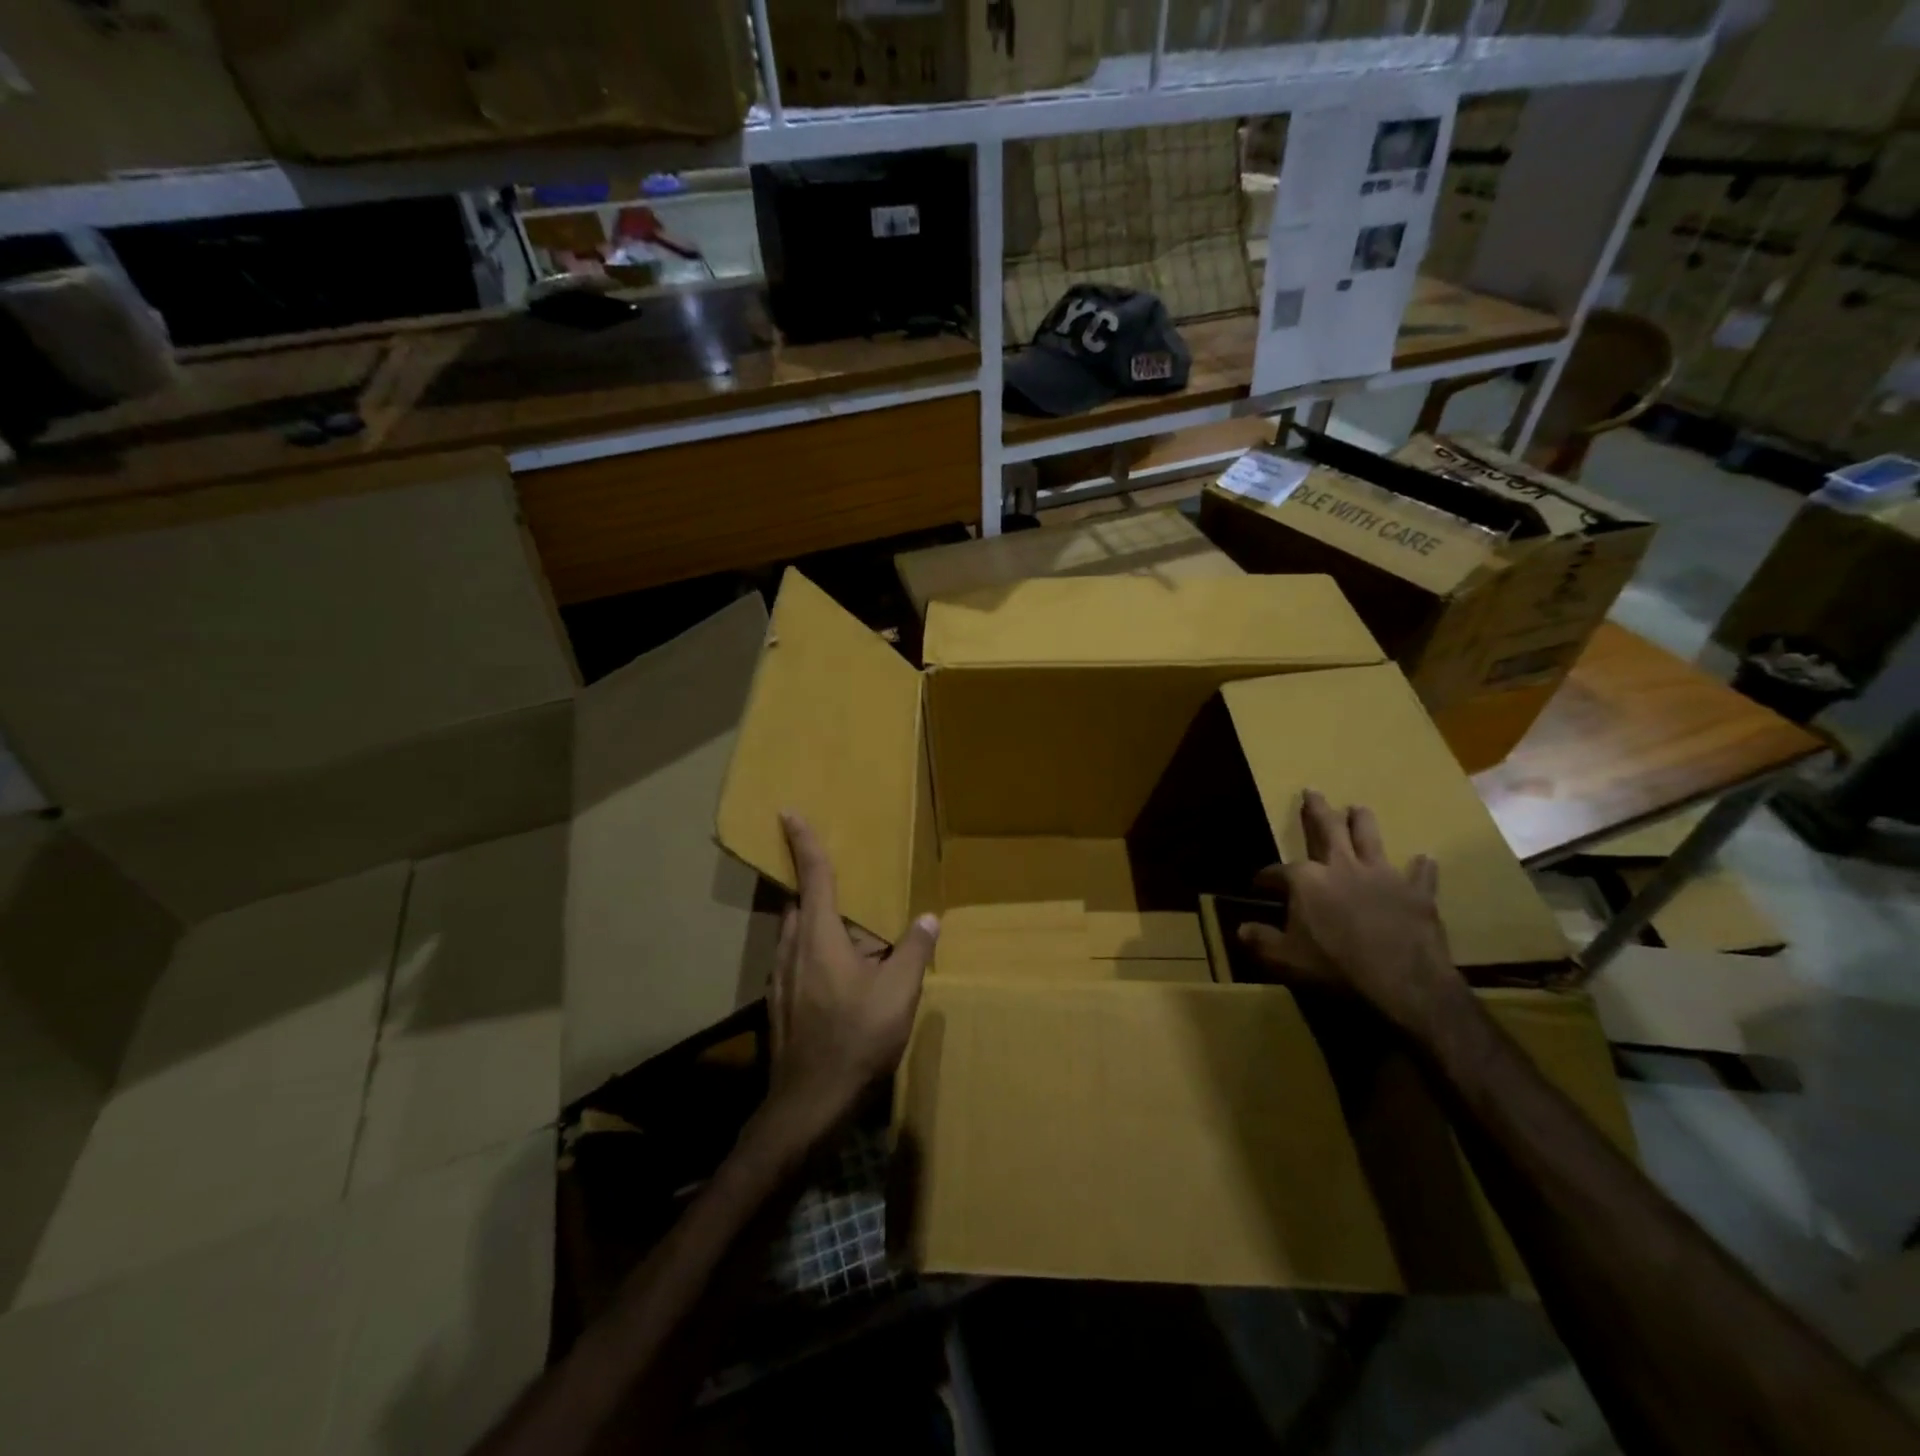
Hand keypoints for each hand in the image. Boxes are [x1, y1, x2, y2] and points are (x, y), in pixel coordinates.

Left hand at [764, 811, 938, 1139]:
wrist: (808, 1103)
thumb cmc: (856, 1039)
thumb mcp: (899, 994)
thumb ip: (914, 951)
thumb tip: (929, 918)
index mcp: (819, 936)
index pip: (812, 876)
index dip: (803, 842)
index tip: (788, 813)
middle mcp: (792, 948)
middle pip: (798, 901)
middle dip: (812, 882)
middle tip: (838, 873)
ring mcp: (781, 977)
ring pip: (795, 931)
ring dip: (815, 918)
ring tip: (847, 924)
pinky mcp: (781, 1001)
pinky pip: (796, 956)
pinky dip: (814, 946)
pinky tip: (840, 970)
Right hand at [1237, 789, 1461, 1033]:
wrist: (1403, 983)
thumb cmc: (1336, 967)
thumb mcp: (1285, 959)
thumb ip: (1261, 941)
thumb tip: (1240, 930)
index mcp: (1306, 880)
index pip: (1277, 872)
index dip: (1266, 878)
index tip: (1259, 884)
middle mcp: (1342, 866)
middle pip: (1327, 830)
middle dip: (1317, 810)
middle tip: (1313, 791)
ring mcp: (1382, 876)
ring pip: (1370, 837)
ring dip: (1362, 821)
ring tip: (1358, 808)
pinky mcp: (1416, 893)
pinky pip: (1420, 875)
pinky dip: (1421, 867)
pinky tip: (1424, 859)